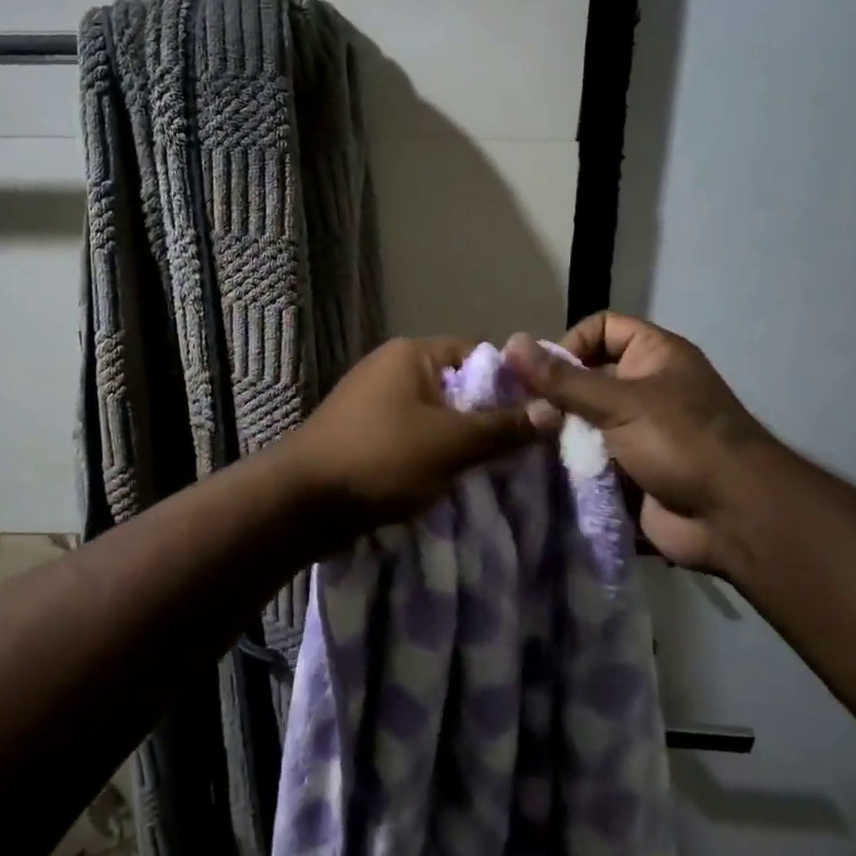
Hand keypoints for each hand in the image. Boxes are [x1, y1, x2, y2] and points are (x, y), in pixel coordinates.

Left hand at [283, 337, 537, 532]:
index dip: (511, 381)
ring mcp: (374, 402)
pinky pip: (413, 437)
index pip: (478, 354)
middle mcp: (392, 369)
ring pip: (436, 416)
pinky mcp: (365, 434)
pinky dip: (434, 455)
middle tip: (522, 448)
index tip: (538, 414)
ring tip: (494, 469)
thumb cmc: (381, 459)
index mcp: (412, 355)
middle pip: (458, 386)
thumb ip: (503, 427)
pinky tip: (454, 479)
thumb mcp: (451, 444)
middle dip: (488, 417)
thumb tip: (554, 411)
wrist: (302, 502)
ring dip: (461, 441)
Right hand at [504, 313, 770, 574]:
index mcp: (654, 356)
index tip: (545, 374)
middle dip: (555, 396)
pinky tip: (541, 471)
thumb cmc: (682, 442)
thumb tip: (510, 344)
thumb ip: (562, 379)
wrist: (734, 518)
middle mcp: (645, 388)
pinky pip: (589, 459)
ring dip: (558, 434)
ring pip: (583, 422)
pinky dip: (568, 464)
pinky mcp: (630, 471)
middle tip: (528, 417)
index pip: (601, 329)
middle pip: (586, 378)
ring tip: (528, 445)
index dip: (571, 343)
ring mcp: (638, 432)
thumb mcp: (620, 403)